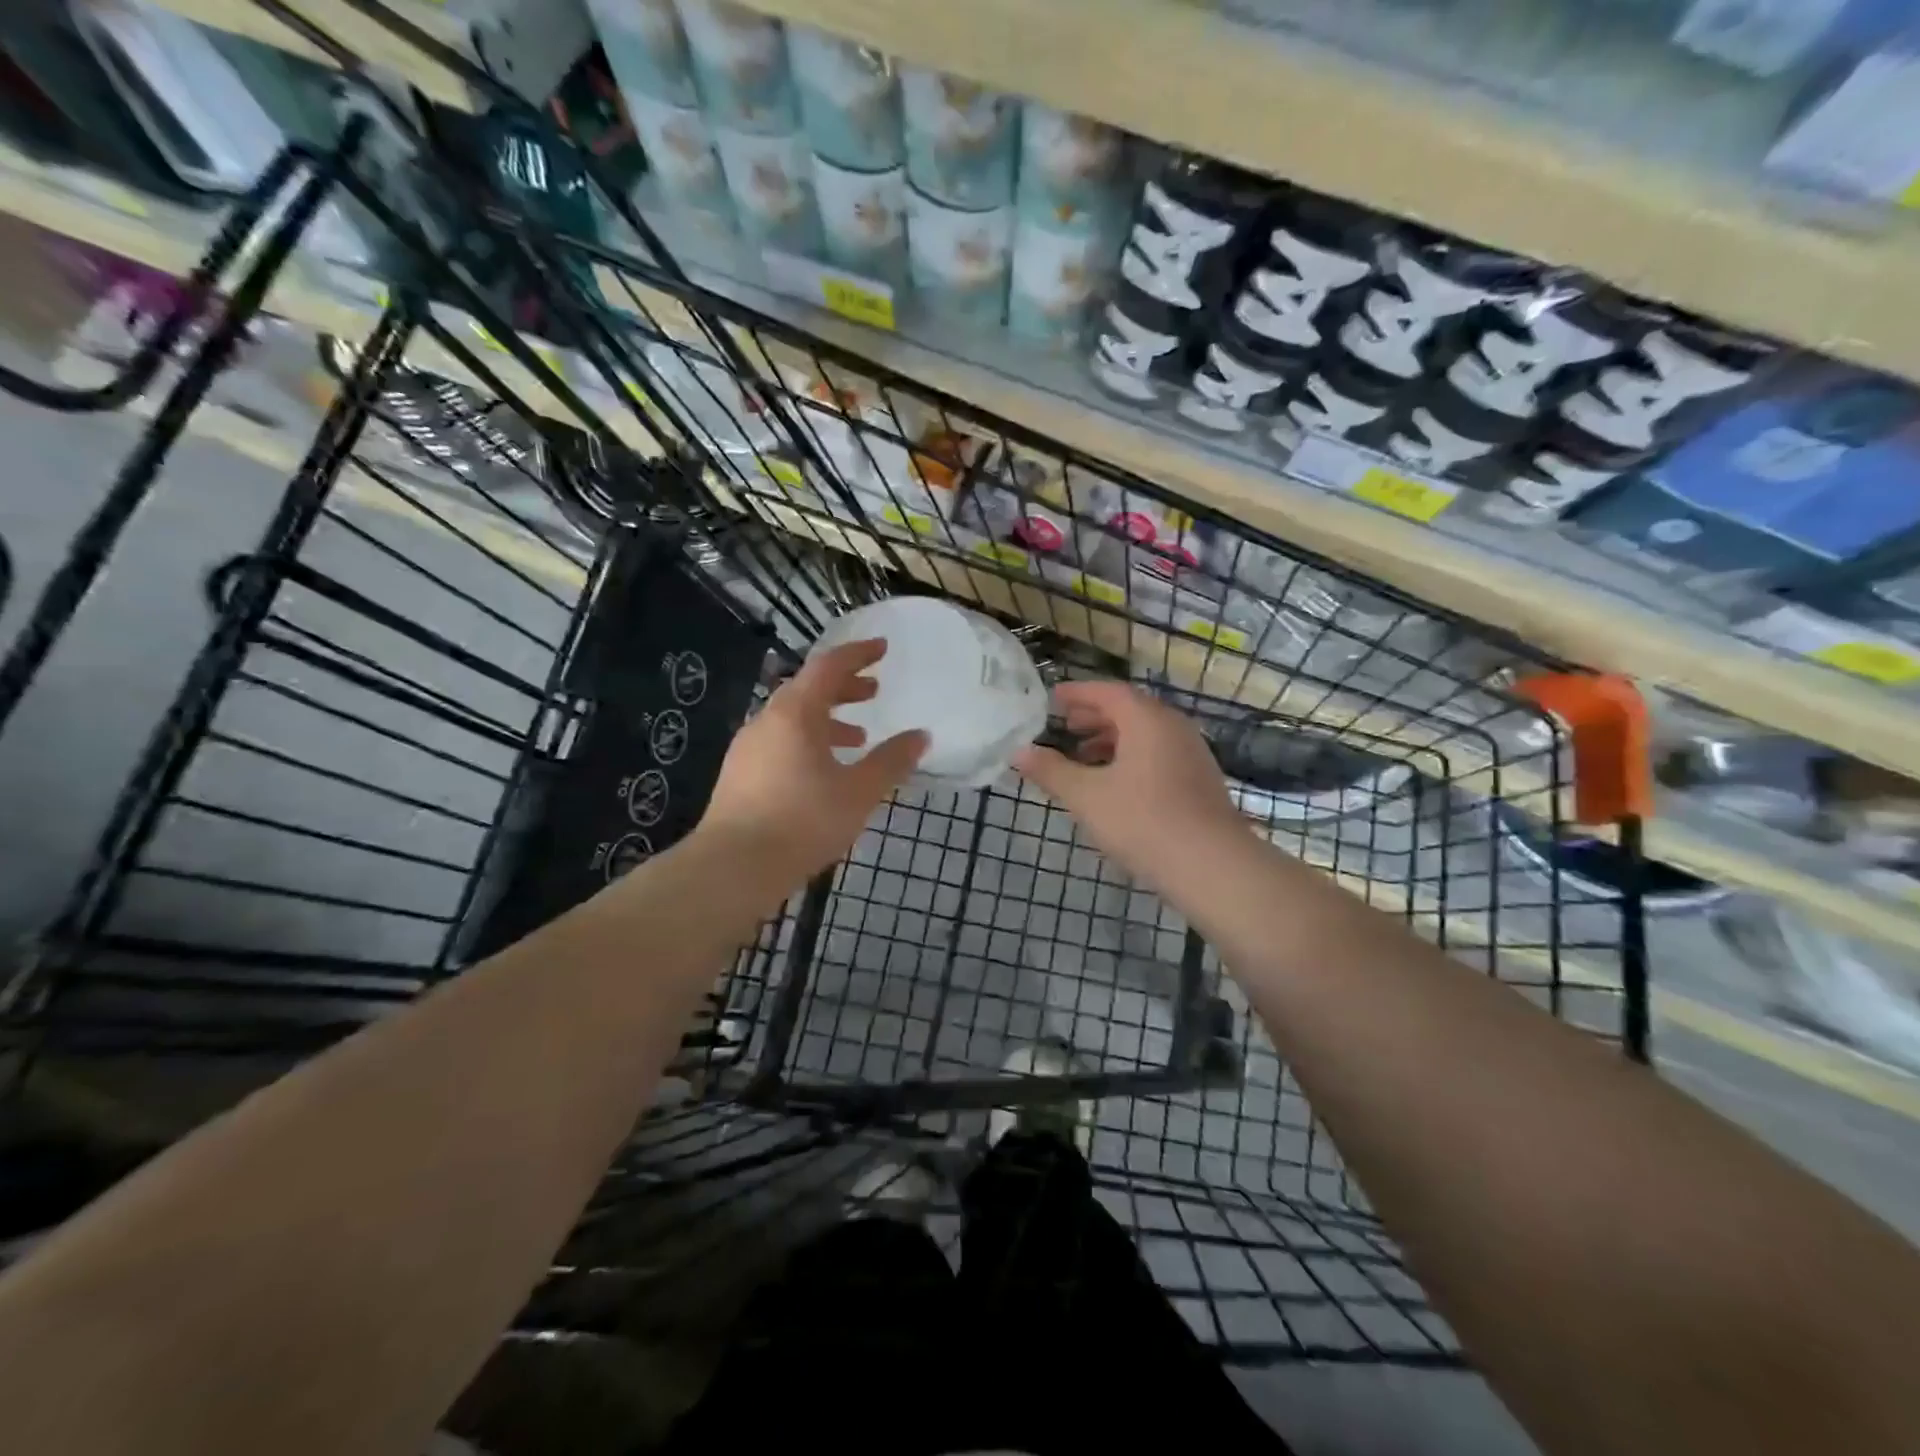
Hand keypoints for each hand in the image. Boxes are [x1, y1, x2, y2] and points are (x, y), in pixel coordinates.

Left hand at [698, 639, 926, 884]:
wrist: (732, 868)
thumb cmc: (802, 822)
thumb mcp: (858, 793)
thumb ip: (891, 762)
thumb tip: (920, 736)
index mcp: (795, 714)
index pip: (828, 666)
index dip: (858, 654)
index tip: (882, 649)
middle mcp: (767, 721)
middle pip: (808, 689)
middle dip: (844, 687)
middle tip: (874, 692)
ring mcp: (748, 748)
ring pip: (793, 719)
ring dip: (827, 719)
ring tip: (858, 738)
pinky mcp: (740, 774)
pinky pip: (781, 742)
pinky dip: (808, 742)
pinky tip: (824, 772)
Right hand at [1013, 680, 1243, 887]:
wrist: (1212, 865)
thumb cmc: (1142, 821)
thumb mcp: (1086, 796)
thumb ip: (1051, 771)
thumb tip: (1018, 752)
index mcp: (1146, 719)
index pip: (1107, 692)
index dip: (1077, 693)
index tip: (1052, 699)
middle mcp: (1172, 727)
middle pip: (1128, 710)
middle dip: (1093, 716)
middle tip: (1064, 726)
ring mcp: (1191, 753)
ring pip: (1145, 734)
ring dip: (1111, 739)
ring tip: (1083, 758)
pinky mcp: (1199, 780)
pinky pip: (1158, 754)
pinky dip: (1131, 757)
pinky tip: (1115, 785)